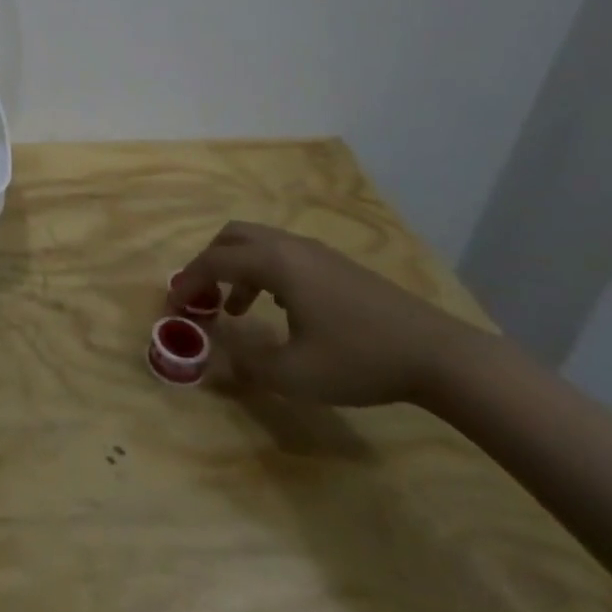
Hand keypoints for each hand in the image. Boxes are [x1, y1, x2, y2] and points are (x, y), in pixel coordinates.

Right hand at [167, 221, 486, 406]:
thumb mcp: (295, 374)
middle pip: (232, 237)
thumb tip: (216, 357)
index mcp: (274, 263)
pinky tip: (278, 310)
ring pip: (259, 244)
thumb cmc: (359, 359)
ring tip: (235, 310)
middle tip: (201, 297)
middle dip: (208, 263)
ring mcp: (317, 252)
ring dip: (236, 269)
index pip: (214, 261)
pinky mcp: (337, 265)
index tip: (173, 306)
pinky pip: (283, 255)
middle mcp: (290, 246)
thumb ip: (246, 363)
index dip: (187, 281)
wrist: (438, 355)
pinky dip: (263, 272)